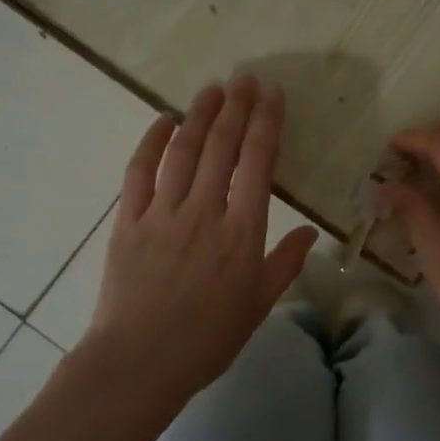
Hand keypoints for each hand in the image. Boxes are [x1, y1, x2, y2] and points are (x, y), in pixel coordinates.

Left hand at [82, 76, 318, 406]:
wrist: (140, 362)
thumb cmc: (207, 340)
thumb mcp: (258, 306)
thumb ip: (285, 264)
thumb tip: (311, 230)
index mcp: (242, 233)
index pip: (258, 163)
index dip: (267, 123)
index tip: (273, 95)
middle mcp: (204, 212)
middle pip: (222, 146)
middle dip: (237, 107)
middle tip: (245, 78)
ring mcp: (162, 213)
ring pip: (183, 151)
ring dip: (199, 115)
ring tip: (213, 89)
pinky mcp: (128, 221)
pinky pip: (139, 172)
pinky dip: (151, 142)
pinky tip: (163, 121)